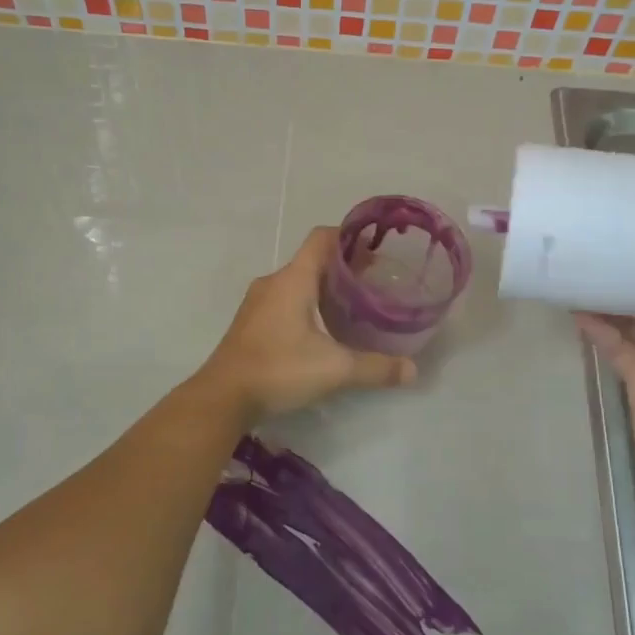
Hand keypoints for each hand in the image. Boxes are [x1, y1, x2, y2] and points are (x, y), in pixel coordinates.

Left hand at [200, 226, 417, 421]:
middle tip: (373, 283)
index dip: (349, 237)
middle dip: (343, 267)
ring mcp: (258, 302)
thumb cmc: (279, 369)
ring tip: (352, 306)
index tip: (375, 249)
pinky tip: (322, 329)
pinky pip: (284, 300)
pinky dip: (306, 304)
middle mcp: (274, 282)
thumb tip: (412, 370)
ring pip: (297, 281)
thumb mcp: (334, 369)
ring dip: (323, 287)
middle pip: (312, 260)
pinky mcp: (250, 322)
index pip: (322, 238)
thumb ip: (375, 367)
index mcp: (294, 279)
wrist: (222, 397)